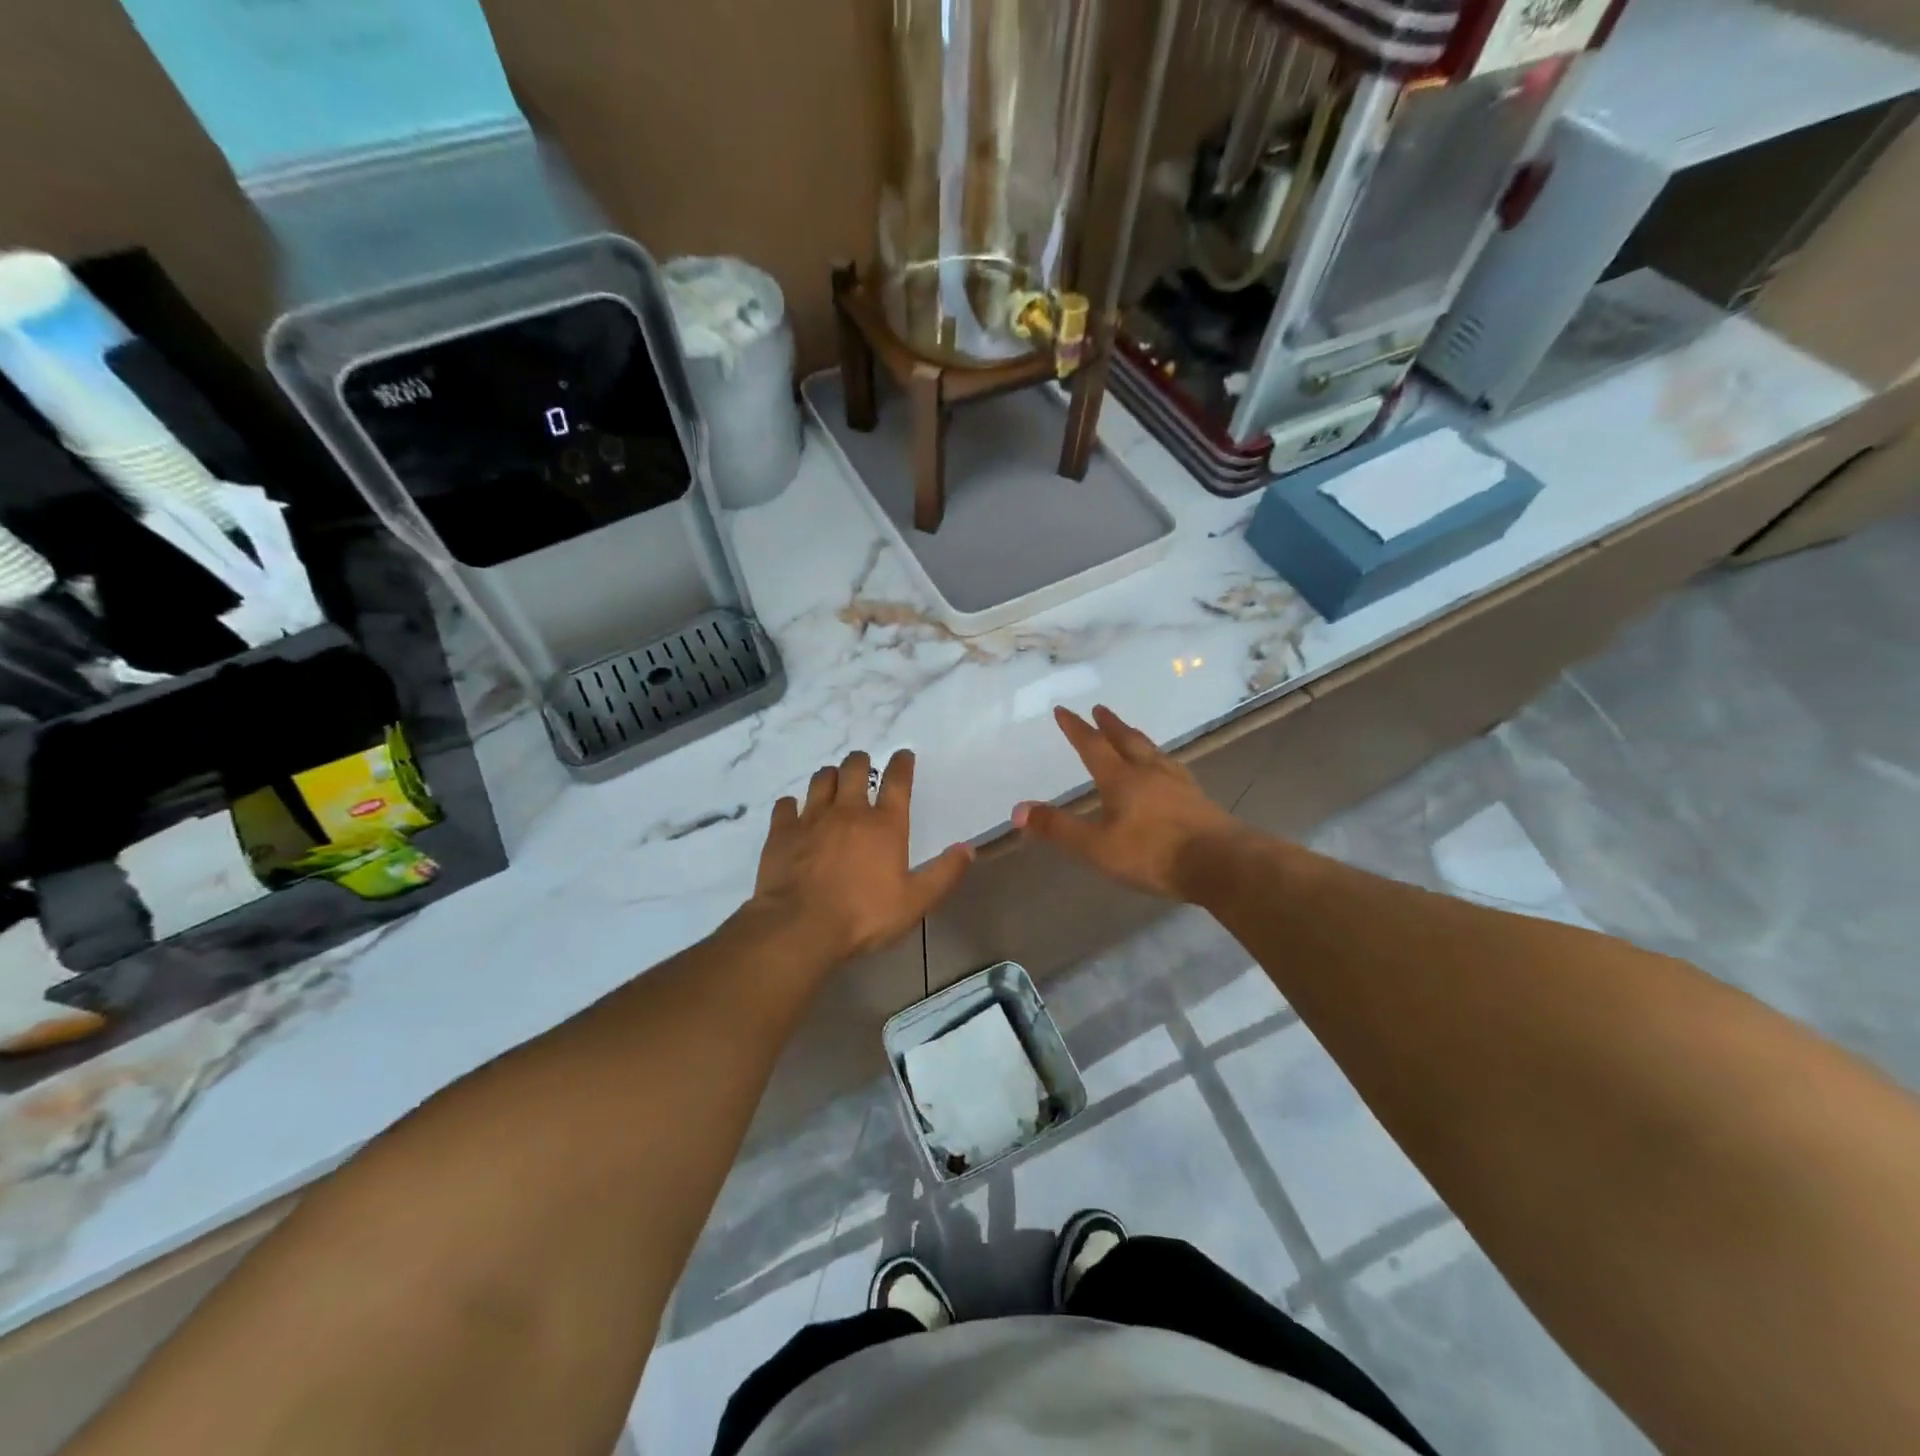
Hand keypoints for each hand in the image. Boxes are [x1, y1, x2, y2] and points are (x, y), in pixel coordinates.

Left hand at [746, 749, 973, 962]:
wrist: (800, 927)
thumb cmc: (863, 915)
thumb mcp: (915, 902)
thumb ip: (944, 874)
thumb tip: (968, 849)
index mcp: (885, 825)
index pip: (897, 781)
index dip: (901, 764)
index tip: (903, 754)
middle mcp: (849, 812)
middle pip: (854, 769)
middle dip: (861, 762)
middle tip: (862, 765)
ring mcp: (812, 818)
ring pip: (821, 780)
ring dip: (830, 776)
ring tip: (832, 781)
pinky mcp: (782, 832)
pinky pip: (786, 805)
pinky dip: (791, 805)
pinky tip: (793, 811)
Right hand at [1013, 705, 1245, 899]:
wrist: (1220, 864)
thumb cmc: (1153, 854)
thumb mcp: (1097, 847)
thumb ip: (1058, 828)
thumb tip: (1017, 811)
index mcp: (1121, 780)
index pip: (1093, 747)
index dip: (1076, 729)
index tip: (1063, 710)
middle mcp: (1149, 773)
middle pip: (1127, 740)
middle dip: (1110, 725)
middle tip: (1100, 709)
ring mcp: (1178, 783)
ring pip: (1153, 751)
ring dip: (1137, 738)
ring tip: (1131, 732)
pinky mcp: (1198, 799)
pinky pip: (1173, 768)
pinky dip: (1160, 760)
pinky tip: (1167, 769)